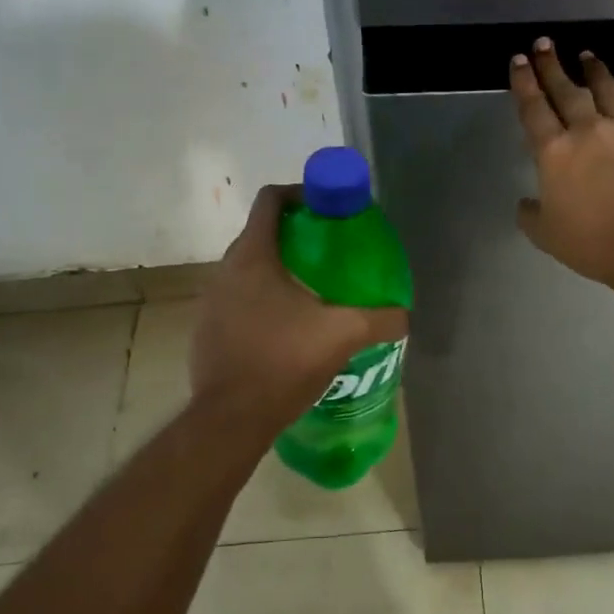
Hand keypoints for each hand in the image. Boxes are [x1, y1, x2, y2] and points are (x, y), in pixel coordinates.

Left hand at [191, 185, 409, 433]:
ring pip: (248, 269)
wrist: (232, 419)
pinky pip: (238, 300)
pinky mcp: (207, 330)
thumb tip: (406, 315)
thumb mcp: (343, 335)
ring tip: (314, 292)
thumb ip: (380, 319)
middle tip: (331, 254)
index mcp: (253, 257)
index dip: (300, 194)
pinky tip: (288, 328)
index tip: (327, 208)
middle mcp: (225, 271)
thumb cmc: (284, 362)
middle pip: (261, 234)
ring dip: (279, 271)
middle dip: (296, 236)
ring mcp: (211, 301)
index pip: (271, 200)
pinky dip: (262, 301)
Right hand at [509, 38, 613, 287]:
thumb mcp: (548, 236)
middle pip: (566, 90)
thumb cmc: (594, 243)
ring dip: (594, 71)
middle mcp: (589, 130)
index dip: (524, 83)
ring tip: (587, 56)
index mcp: (555, 152)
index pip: (533, 109)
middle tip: (544, 44)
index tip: (519, 60)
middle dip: (552, 65)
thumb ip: (532, 215)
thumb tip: (526, 203)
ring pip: (608, 90)